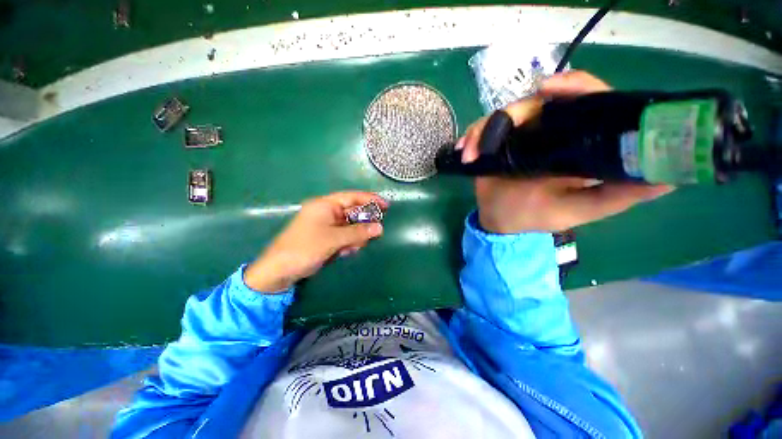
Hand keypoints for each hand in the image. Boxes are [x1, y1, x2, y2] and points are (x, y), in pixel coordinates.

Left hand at [244, 192, 387, 291]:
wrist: (280, 271)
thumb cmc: (305, 248)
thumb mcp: (334, 239)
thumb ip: (358, 232)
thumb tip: (380, 228)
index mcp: (325, 205)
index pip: (352, 197)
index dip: (370, 199)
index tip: (386, 206)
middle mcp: (327, 212)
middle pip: (353, 212)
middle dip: (363, 224)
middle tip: (373, 234)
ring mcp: (326, 226)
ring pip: (350, 226)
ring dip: (355, 236)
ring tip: (352, 248)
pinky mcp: (327, 238)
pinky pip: (344, 236)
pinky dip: (348, 243)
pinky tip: (345, 252)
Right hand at [456, 70, 674, 233]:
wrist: (501, 221)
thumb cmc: (537, 216)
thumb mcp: (580, 209)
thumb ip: (618, 195)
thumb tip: (670, 178)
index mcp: (578, 141)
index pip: (588, 101)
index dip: (576, 87)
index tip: (551, 88)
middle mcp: (551, 131)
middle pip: (537, 102)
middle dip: (514, 113)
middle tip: (494, 132)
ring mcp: (520, 135)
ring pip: (504, 115)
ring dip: (483, 132)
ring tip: (471, 154)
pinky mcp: (497, 142)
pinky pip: (482, 130)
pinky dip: (471, 138)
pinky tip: (464, 152)